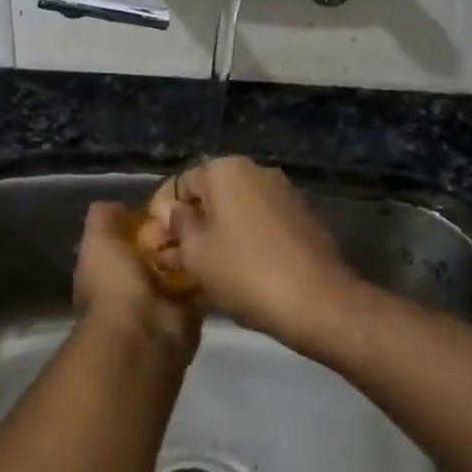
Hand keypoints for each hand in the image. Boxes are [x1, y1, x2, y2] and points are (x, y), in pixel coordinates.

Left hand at [73, 202, 201, 364]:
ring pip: (181, 265)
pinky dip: (210, 271)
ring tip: (213, 226)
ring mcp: (162, 299)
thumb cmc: (114, 284)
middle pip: (157, 249)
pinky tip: (223, 249)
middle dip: (172, 233)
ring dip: (193, 250)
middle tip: (195, 210)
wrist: (144, 334)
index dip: (143, 219)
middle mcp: (133, 283)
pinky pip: (202, 284)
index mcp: (107, 268)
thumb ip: (103, 218)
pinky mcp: (190, 311)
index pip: (126, 237)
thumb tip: (120, 206)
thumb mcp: (98, 241)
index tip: (166, 201)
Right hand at [167, 157, 354, 345]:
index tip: (154, 245)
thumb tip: (171, 211)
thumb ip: (179, 226)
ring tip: (202, 269)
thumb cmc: (244, 271)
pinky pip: (262, 225)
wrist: (318, 301)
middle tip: (174, 259)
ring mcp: (286, 194)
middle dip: (191, 224)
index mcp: (227, 170)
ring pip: (238, 211)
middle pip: (212, 196)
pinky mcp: (305, 220)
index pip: (181, 184)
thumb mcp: (196, 253)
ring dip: (218, 234)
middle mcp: (258, 172)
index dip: (162, 214)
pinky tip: (237, 271)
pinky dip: (245, 241)